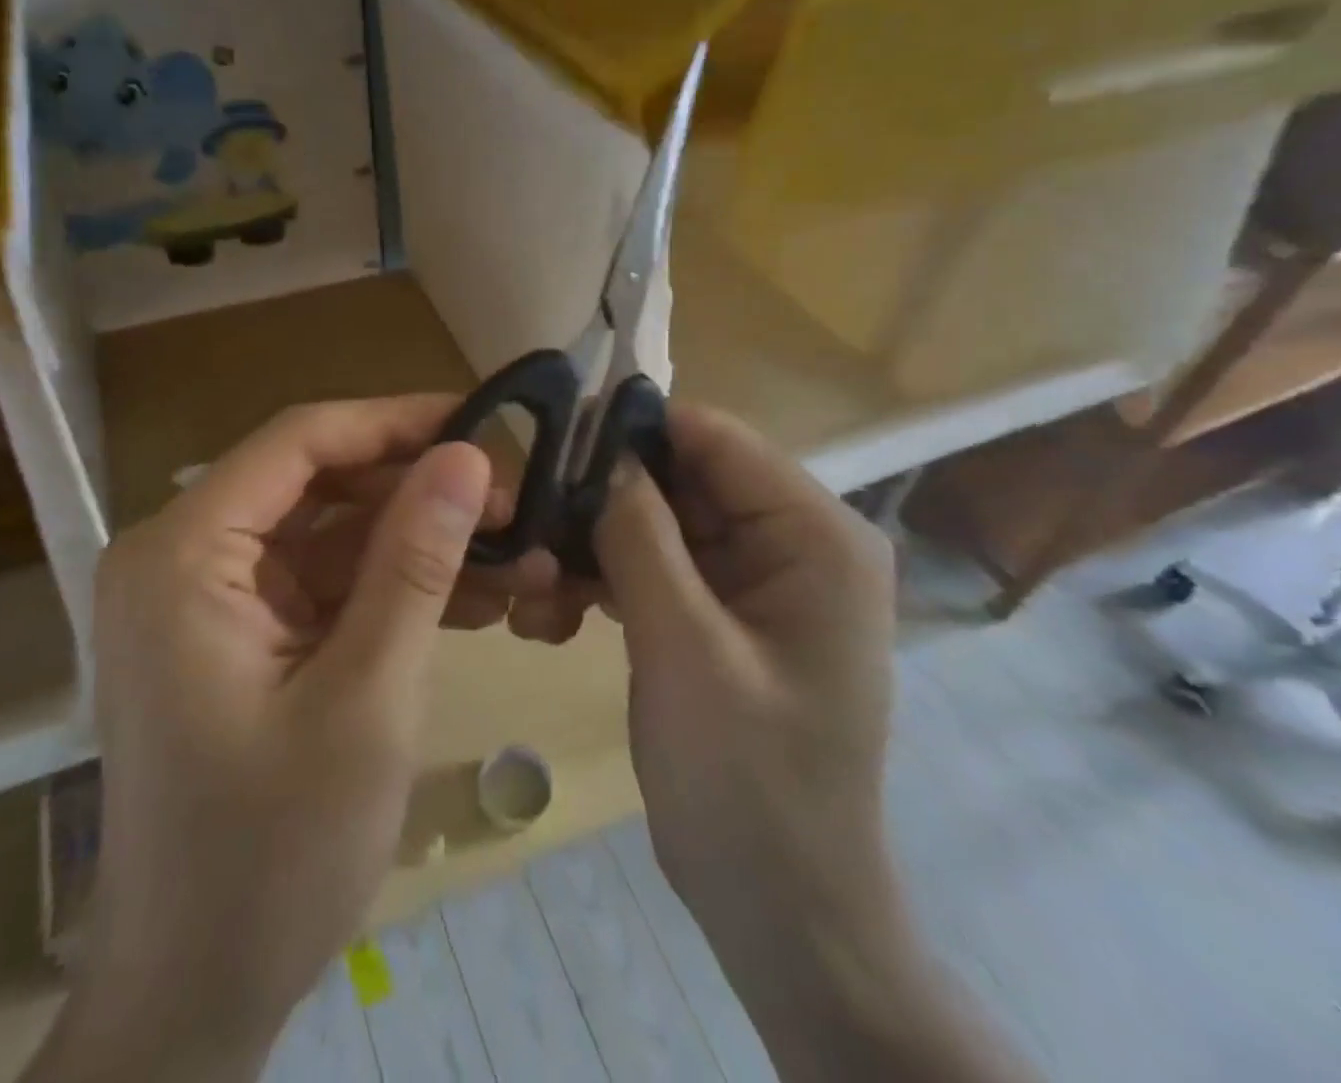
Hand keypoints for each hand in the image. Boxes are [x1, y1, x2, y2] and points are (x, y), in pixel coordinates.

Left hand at [74, 396, 546, 1075]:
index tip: (481, 423)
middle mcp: (180, 556)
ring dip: (416, 544)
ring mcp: (206, 598)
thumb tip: (466, 456)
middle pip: (316, 484)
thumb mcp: (365, 697)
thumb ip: (414, 563)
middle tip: (514, 504)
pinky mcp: (236, 634)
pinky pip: (321, 584)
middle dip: (417, 492)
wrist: (194, 994)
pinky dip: (389, 589)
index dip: (394, 421)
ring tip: (513, 558)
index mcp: (182, 554)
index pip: (299, 442)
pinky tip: (470, 602)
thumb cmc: (270, 856)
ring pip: (328, 534)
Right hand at [595, 412, 1035, 1082]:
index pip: (715, 438)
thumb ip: (640, 537)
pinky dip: (608, 579)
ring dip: (595, 545)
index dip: (632, 431)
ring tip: (533, 587)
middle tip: (526, 524)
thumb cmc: (748, 780)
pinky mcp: (722, 612)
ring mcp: (756, 578)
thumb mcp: (684, 648)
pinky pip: (658, 566)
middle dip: (606, 498)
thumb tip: (599, 451)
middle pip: (683, 479)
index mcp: (814, 535)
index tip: (550, 443)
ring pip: (660, 522)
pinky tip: (554, 613)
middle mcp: (793, 541)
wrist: (780, 909)